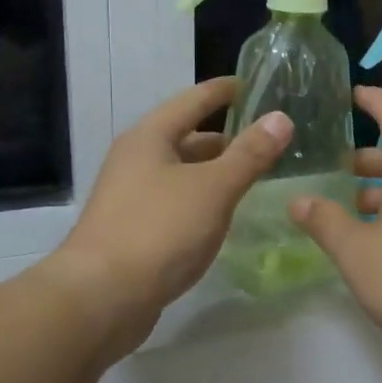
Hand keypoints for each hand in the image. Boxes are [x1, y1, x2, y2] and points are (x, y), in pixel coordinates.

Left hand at [45, 77, 291, 353]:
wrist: (100, 298)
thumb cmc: (158, 231)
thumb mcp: (213, 188)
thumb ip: (249, 154)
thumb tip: (281, 118)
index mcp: (150, 138)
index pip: (193, 100)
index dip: (224, 91)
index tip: (253, 84)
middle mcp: (136, 161)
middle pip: (186, 138)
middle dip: (225, 137)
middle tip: (266, 139)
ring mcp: (131, 198)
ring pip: (182, 174)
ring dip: (214, 172)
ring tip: (253, 177)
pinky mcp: (134, 232)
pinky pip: (176, 204)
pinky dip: (202, 201)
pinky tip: (223, 216)